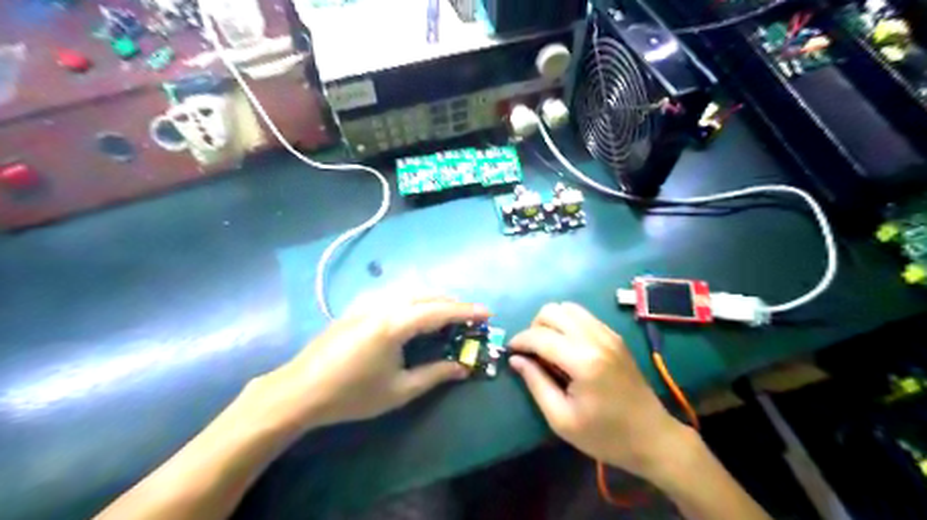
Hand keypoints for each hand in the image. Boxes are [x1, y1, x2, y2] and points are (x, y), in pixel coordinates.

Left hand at [245, 294, 492, 432]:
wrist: (300, 391)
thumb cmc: (352, 395)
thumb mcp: (399, 390)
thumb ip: (434, 374)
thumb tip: (463, 368)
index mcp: (395, 323)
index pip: (440, 311)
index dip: (466, 311)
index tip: (487, 313)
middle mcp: (383, 304)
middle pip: (427, 294)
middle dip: (452, 303)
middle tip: (470, 317)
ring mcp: (368, 302)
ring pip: (410, 289)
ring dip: (433, 298)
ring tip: (446, 314)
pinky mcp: (357, 306)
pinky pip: (394, 292)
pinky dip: (414, 297)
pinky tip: (414, 311)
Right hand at [506, 302, 687, 480]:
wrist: (652, 437)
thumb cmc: (605, 436)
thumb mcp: (561, 419)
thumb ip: (536, 383)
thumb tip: (515, 359)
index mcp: (583, 361)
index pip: (540, 336)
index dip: (519, 341)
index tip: (510, 352)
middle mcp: (596, 338)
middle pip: (552, 311)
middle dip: (534, 327)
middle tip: (532, 353)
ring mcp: (608, 334)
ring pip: (568, 308)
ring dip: (551, 323)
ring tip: (549, 348)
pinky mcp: (615, 336)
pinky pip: (584, 316)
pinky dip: (568, 324)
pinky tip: (568, 347)